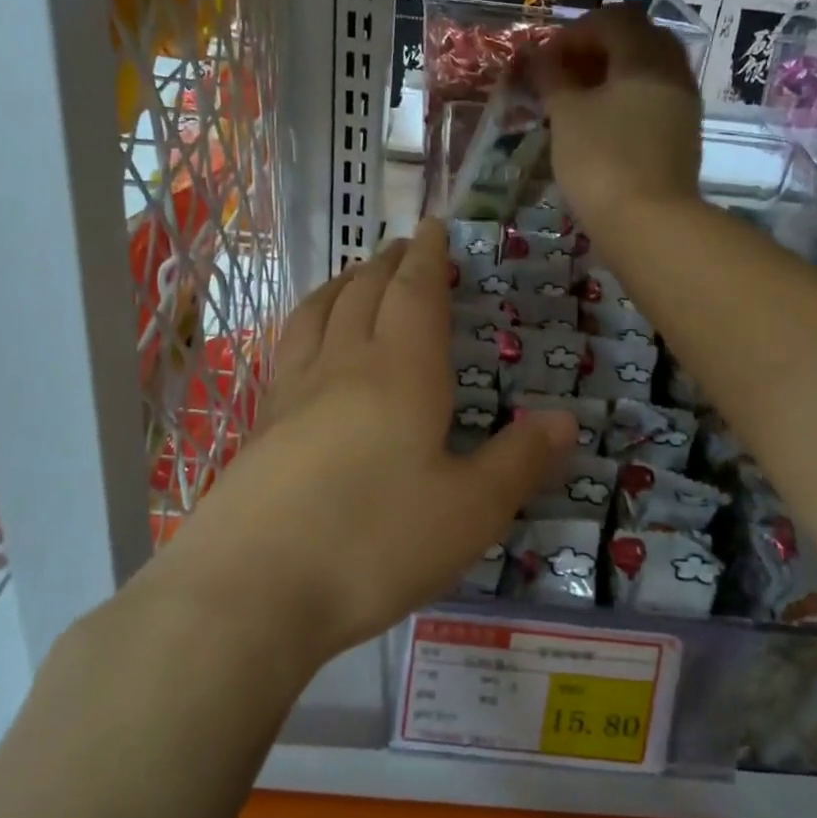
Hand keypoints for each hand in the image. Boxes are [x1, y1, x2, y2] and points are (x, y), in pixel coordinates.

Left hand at [139, 222, 577, 668]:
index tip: (434, 228)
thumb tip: (565, 419)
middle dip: (388, 263)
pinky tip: (308, 347)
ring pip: (318, 314)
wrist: (251, 589)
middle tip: (403, 246)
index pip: (416, 293)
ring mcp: (294, 394)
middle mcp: (345, 366)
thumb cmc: (376, 542)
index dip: (429, 257)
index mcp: (402, 372)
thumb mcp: (470, 511)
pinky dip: (307, 324)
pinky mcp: (262, 427)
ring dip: (341, 285)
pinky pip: (289, 351)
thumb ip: (518, 461)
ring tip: (355, 277)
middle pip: (364, 293)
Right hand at [530, 3, 702, 233]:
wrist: (649, 224)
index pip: (612, 19)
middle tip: (563, 76)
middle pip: (635, 40)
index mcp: (646, 54)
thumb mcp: (566, 115)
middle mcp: (673, 70)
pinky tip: (601, 127)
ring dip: (611, 77)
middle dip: (596, 51)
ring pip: (646, 72)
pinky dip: (626, 102)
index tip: (545, 61)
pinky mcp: (683, 136)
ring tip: (577, 104)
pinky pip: (653, 101)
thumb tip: (538, 57)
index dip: (573, 33)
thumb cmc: (601, 161)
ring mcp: (683, 104)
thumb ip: (551, 78)